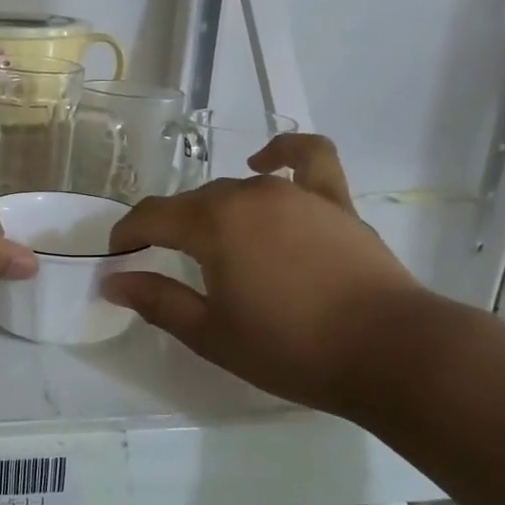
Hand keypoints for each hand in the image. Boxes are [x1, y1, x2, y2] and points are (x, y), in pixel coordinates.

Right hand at [101, 135, 423, 414]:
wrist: (392, 352)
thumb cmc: (292, 348)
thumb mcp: (211, 334)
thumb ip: (158, 301)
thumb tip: (113, 281)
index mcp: (212, 224)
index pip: (151, 216)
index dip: (126, 235)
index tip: (117, 259)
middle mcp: (248, 194)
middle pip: (192, 202)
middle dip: (167, 229)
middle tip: (163, 266)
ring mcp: (295, 192)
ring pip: (236, 188)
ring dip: (213, 211)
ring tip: (212, 245)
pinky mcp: (333, 200)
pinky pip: (306, 158)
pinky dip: (282, 152)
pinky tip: (264, 163)